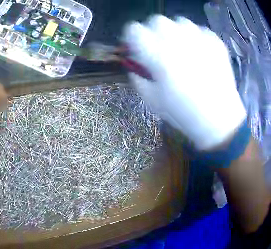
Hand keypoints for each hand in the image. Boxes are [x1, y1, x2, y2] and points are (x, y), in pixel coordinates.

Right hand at [123, 15, 245, 149]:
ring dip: (177, 34)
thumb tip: (135, 64)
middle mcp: (177, 38)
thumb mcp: (153, 101)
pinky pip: (199, 30)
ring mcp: (198, 36)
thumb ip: (138, 77)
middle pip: (156, 21)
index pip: (133, 30)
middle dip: (155, 33)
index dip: (133, 39)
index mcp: (158, 55)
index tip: (139, 49)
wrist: (220, 121)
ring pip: (178, 22)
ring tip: (186, 52)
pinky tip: (202, 56)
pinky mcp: (213, 40)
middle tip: (164, 50)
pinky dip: (197, 40)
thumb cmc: (185, 114)